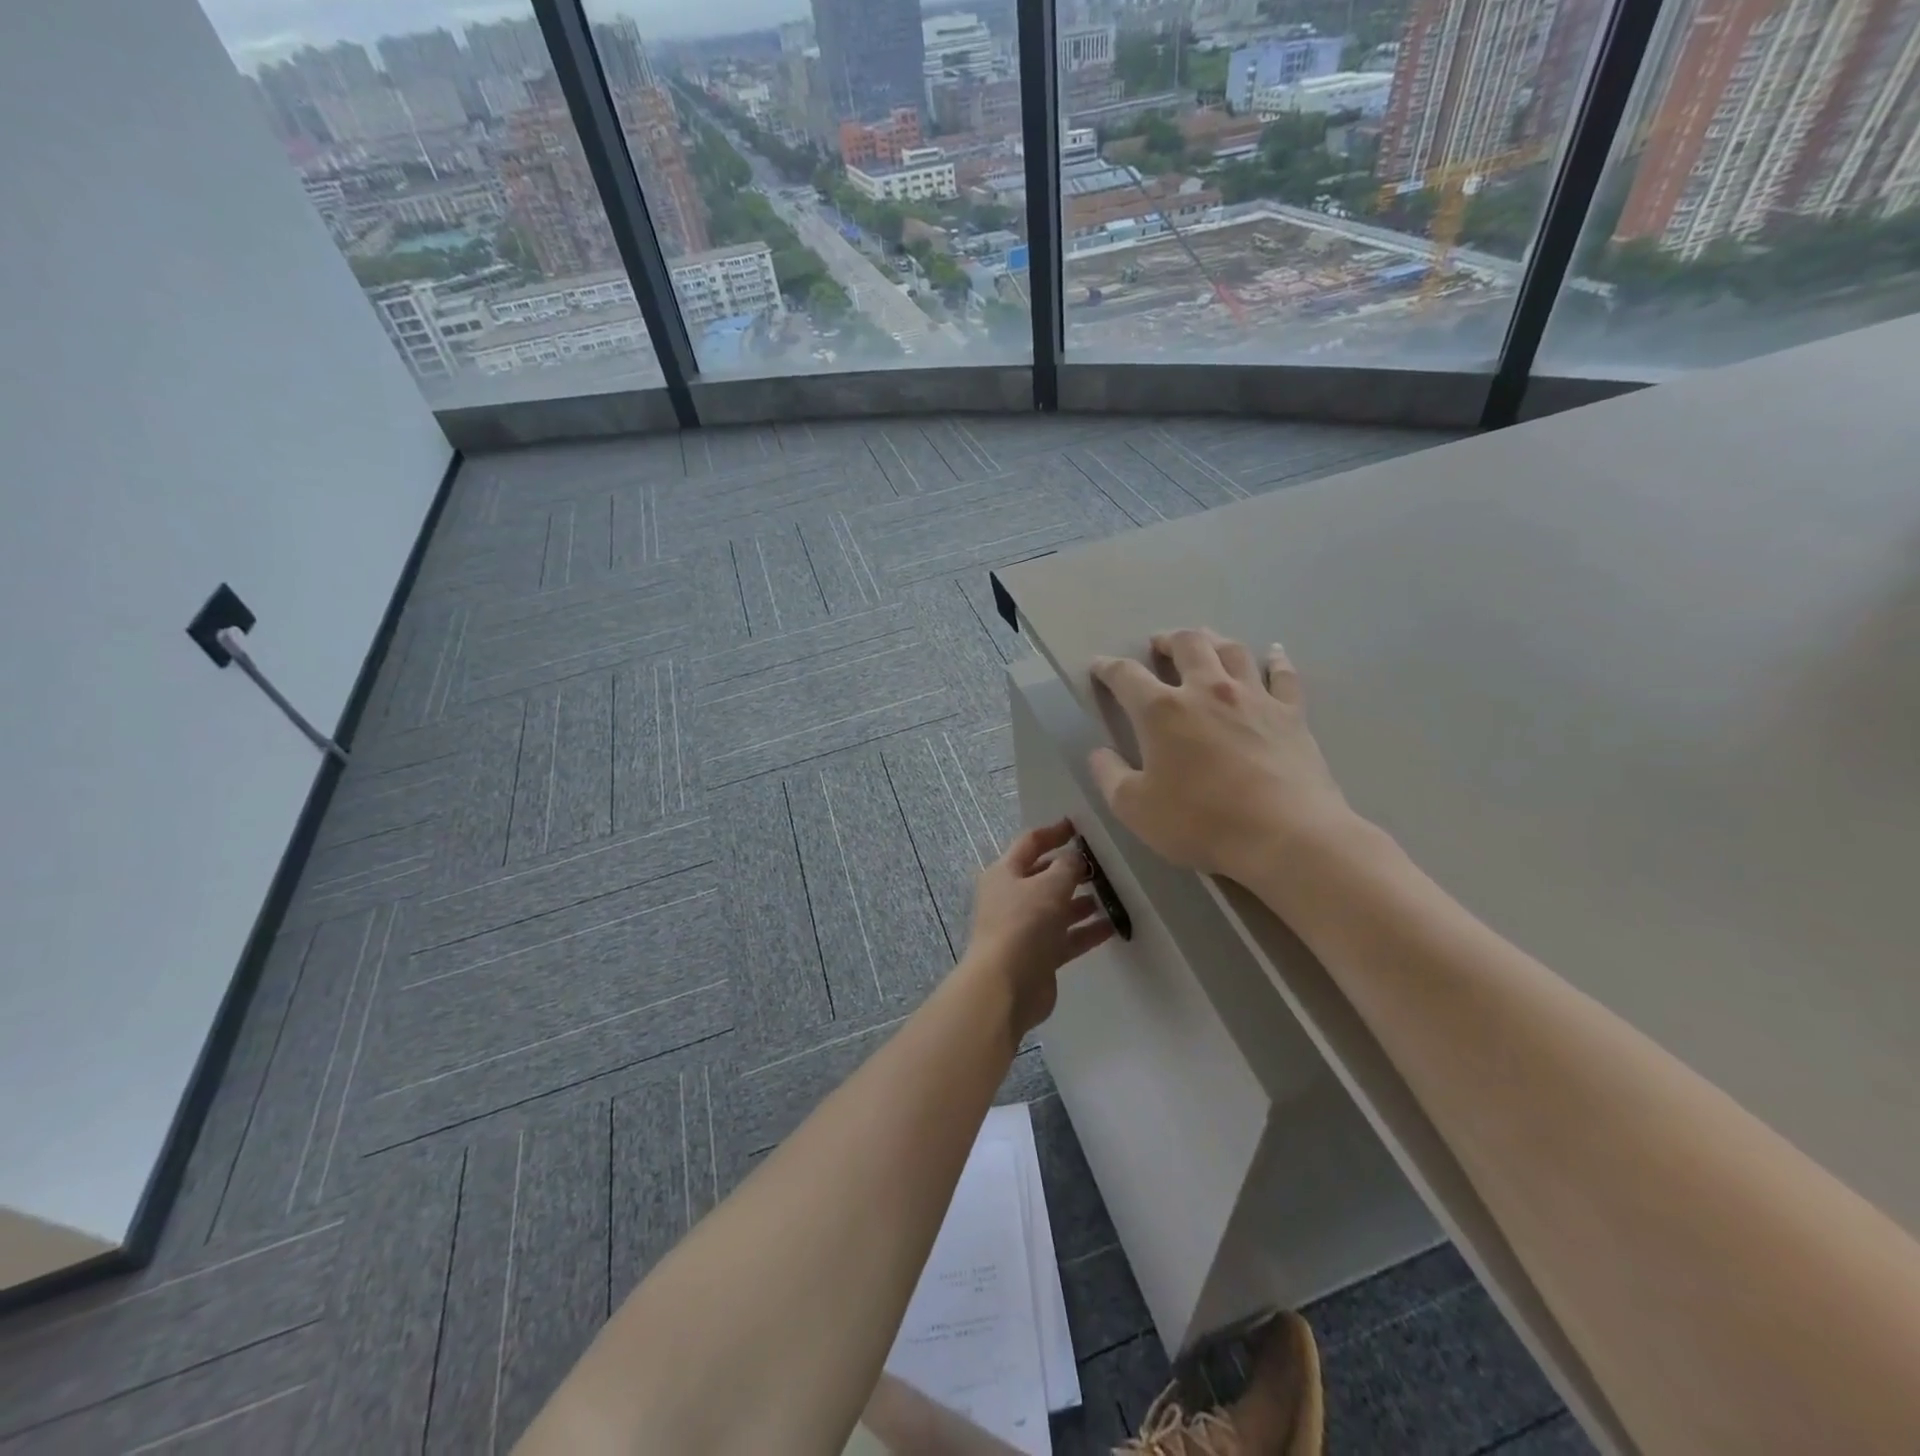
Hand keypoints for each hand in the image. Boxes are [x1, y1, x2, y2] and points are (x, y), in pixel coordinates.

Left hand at [964, 818, 1113, 1036]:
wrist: (1005, 986)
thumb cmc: (1023, 924)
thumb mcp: (1049, 886)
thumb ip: (1067, 866)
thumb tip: (1076, 856)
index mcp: (1005, 873)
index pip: (1030, 843)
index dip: (1054, 832)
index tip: (1080, 826)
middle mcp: (1011, 898)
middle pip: (1044, 876)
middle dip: (1072, 869)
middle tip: (1104, 864)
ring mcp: (1024, 928)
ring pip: (1057, 908)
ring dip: (1082, 901)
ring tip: (1112, 894)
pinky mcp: (1039, 956)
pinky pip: (1066, 937)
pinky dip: (1086, 931)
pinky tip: (1113, 926)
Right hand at [1089, 629, 1354, 880]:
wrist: (1286, 836)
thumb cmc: (1202, 822)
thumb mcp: (1135, 808)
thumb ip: (1109, 776)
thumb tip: (1099, 753)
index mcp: (1162, 711)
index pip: (1126, 676)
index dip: (1108, 667)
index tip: (1100, 666)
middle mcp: (1207, 690)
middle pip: (1187, 644)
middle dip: (1167, 640)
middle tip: (1158, 645)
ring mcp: (1254, 698)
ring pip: (1232, 650)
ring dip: (1213, 640)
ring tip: (1205, 642)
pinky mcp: (1291, 714)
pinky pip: (1283, 675)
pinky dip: (1276, 660)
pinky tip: (1274, 653)